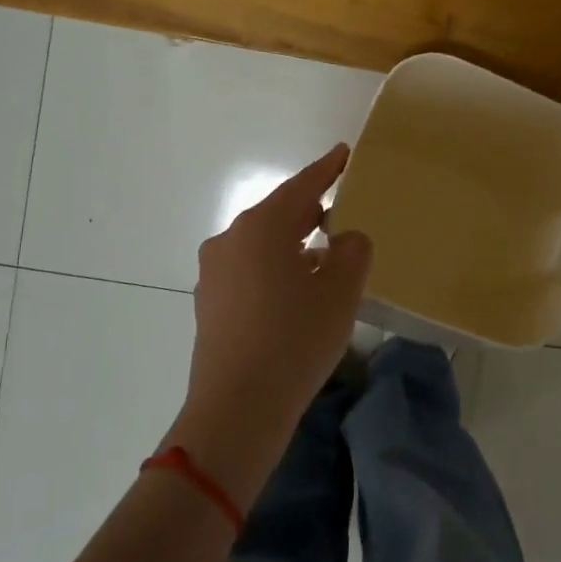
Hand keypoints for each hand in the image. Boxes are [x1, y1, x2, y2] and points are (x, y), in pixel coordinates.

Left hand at [169, 145, 372, 505]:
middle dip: (309, 212)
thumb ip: (352, 251)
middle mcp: (230, 239)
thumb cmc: (296, 339)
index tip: (343, 154)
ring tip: (322, 257)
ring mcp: (214, 272)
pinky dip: (274, 269)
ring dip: (292, 244)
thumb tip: (343, 239)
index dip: (326, 169)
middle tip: (339, 212)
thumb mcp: (341, 291)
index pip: (301, 186)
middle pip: (278, 214)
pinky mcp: (209, 302)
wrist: (238, 407)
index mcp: (262, 226)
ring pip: (261, 244)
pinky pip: (248, 270)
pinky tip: (293, 293)